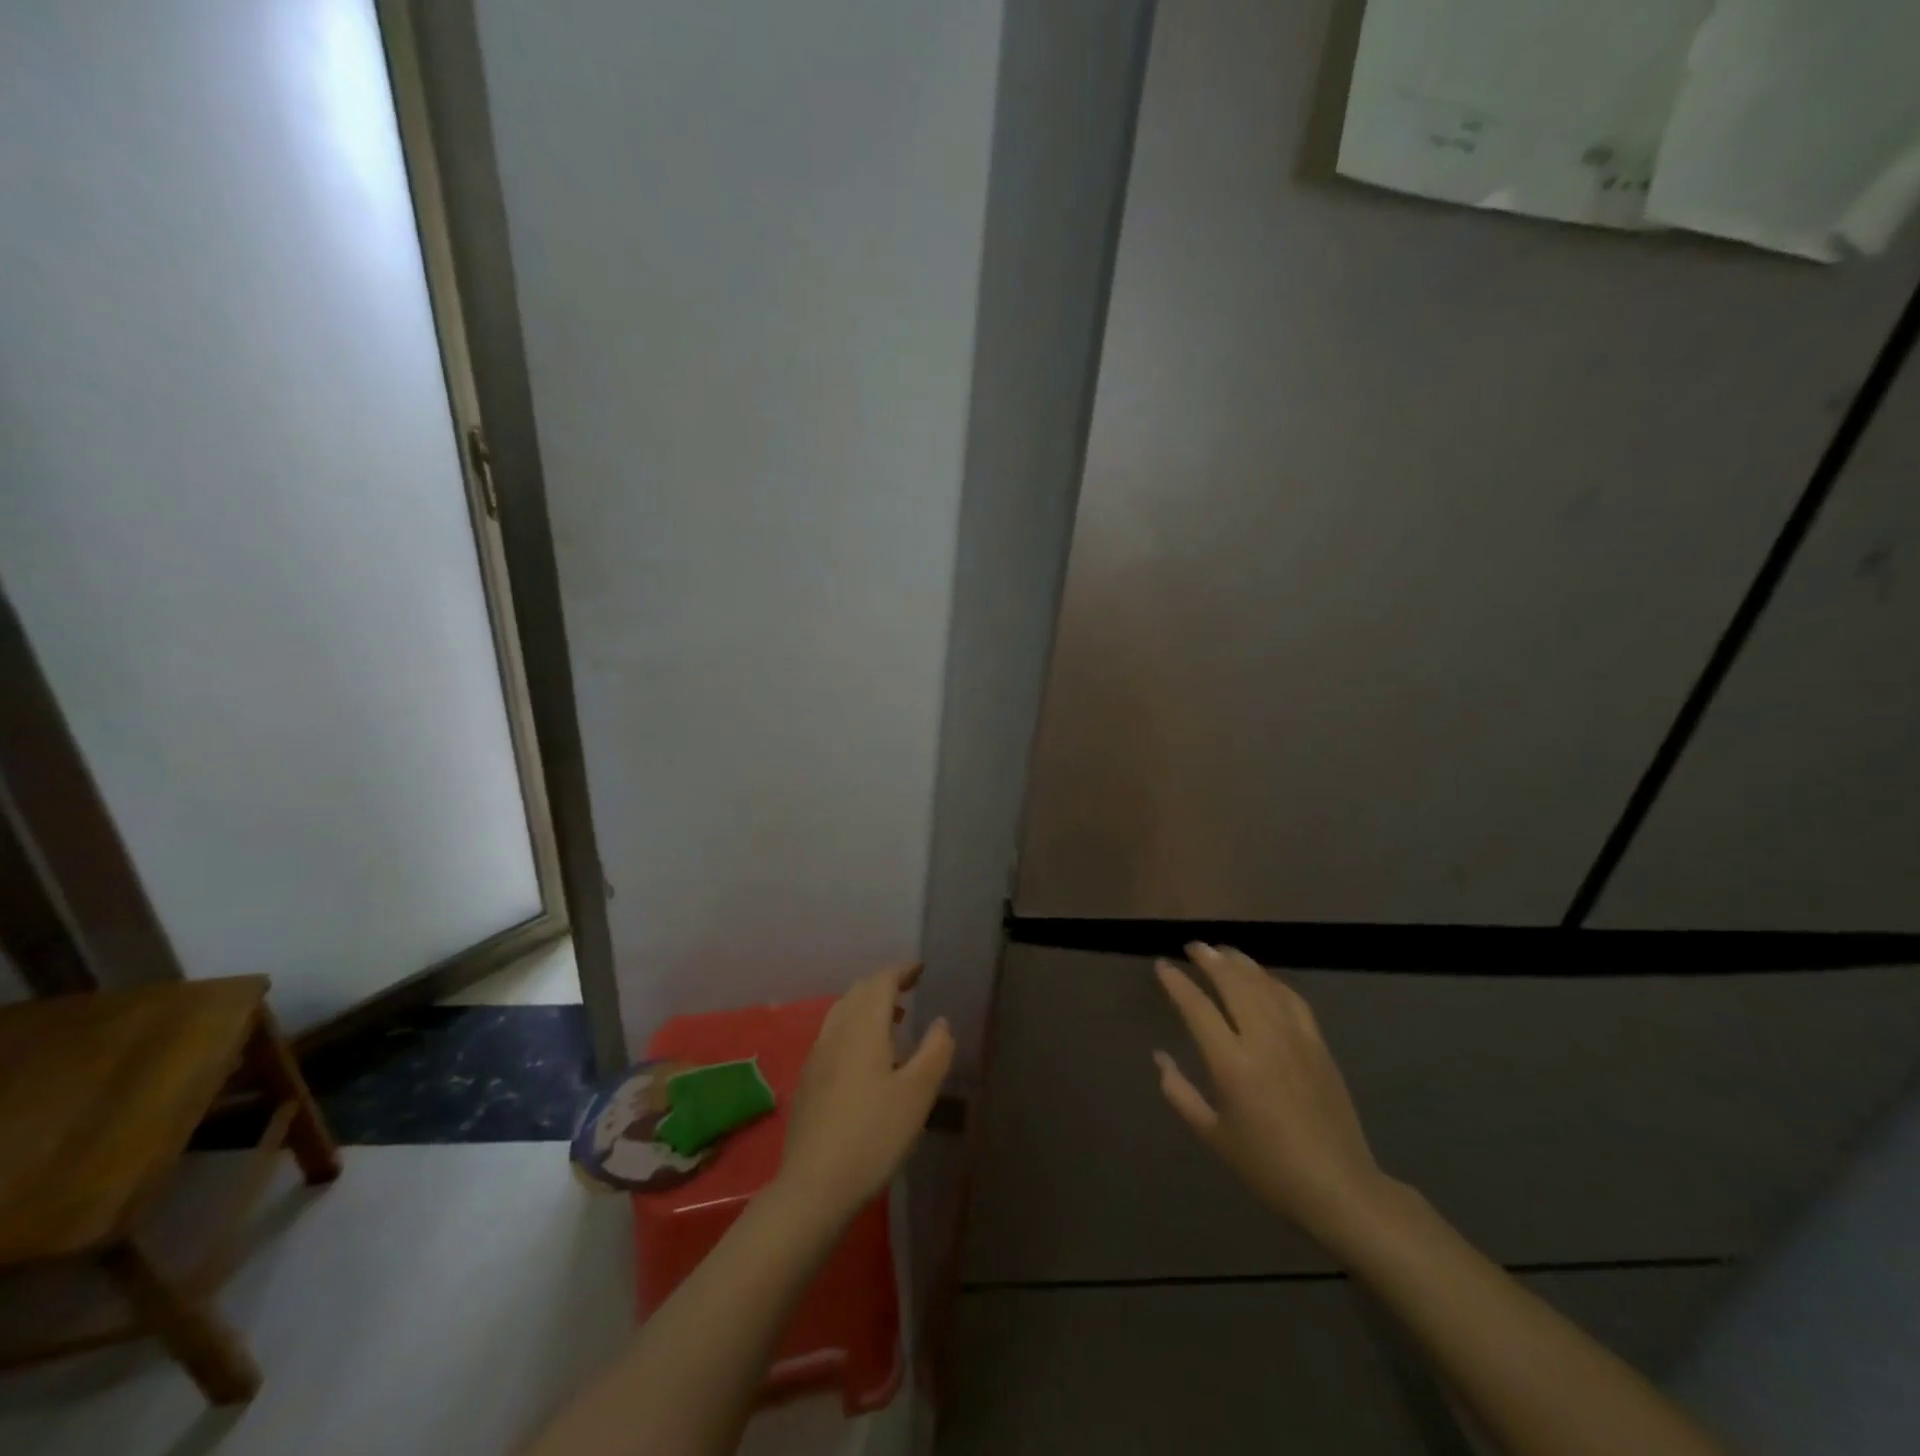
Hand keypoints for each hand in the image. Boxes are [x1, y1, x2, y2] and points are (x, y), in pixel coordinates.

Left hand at [775, 963, 953, 1226]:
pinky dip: (854, 1026)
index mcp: (863, 1028)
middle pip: (858, 992)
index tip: (920, 969)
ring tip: (893, 1019)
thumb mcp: (917, 1094)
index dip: (901, 971)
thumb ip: (934, 1051)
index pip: (880, 982)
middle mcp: (836, 1032)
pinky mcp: (808, 1080)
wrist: (814, 1185)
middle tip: (909, 989)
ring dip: (867, 1005)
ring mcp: (817, 1056)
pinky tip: (866, 1056)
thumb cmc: (874, 1134)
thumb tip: (941, 1022)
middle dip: (884, 984)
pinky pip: (834, 1034)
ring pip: (842, 1012)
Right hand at [1154, 943, 1389, 1247]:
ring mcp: (1294, 1038)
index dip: (1176, 982)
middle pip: (1232, 983)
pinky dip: (1272, 981)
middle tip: (1193, 946)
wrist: (1338, 1187)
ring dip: (1239, 962)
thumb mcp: (1213, 1135)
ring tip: (1221, 951)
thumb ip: (1180, 1093)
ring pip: (1263, 984)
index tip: (1162, 965)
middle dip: (1209, 959)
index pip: (1197, 1007)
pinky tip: (1262, 977)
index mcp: (1231, 1064)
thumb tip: (1160, 1057)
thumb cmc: (1267, 1167)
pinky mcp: (1318, 1044)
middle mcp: (1262, 1040)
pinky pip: (1292, 999)